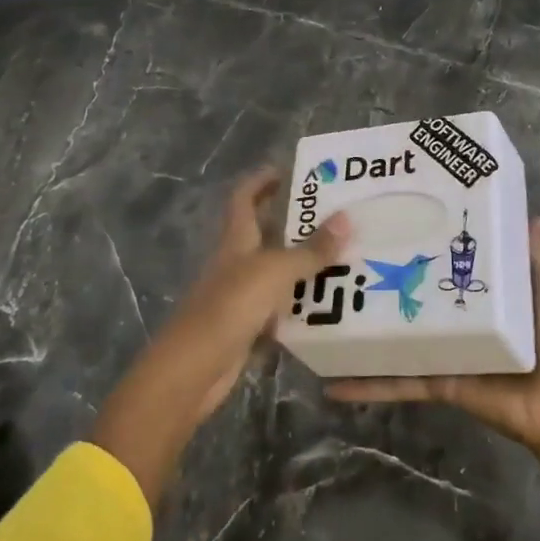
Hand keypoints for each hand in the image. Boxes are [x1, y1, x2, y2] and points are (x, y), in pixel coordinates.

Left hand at [93, 168, 347, 505]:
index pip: (245, 197)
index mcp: (235, 239)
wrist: (192, 370)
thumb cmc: (229, 307)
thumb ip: (311, 250)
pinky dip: (301, 303)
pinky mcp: (247, 326)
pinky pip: (280, 306)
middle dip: (294, 221)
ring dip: (303, 263)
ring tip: (345, 255)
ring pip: (276, 270)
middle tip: (335, 215)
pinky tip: (330, 304)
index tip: (291, 170)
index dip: (262, 180)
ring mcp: (240, 295)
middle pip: (263, 232)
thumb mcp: (275, 273)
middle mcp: (236, 261)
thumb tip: (347, 218)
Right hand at [328, 215, 539, 451]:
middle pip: (409, 292)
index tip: (388, 212)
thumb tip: (538, 216)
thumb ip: (535, 256)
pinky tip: (330, 381)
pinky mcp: (436, 381)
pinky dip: (365, 384)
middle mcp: (454, 316)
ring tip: (316, 310)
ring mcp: (441, 349)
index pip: (443, 257)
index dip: (419, 236)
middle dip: (377, 276)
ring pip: (392, 336)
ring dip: (359, 329)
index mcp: (479, 290)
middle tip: (336, 252)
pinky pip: (397, 381)